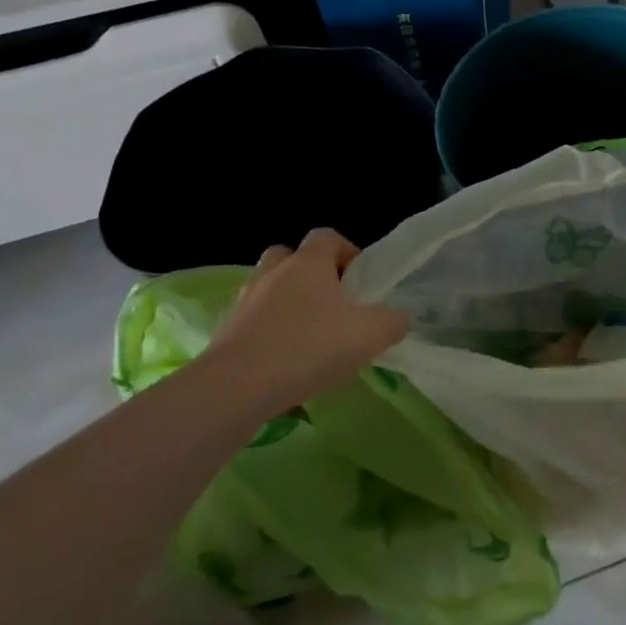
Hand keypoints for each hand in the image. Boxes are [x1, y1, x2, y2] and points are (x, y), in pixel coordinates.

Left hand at [201, 230, 409, 411]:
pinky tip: (285, 363)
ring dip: (287, 305)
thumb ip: (394, 321)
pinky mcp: (225, 334)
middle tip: (331, 303)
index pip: (327, 236)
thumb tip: (400, 317)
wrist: (236, 388)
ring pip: (269, 290)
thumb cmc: (310, 347)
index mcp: (308, 263)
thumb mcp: (371, 334)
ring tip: (309, 336)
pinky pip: (253, 323)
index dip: (346, 252)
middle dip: (310, 274)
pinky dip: (269, 334)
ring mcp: (244, 303)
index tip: (360, 280)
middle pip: (290, 257)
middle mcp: (273, 273)